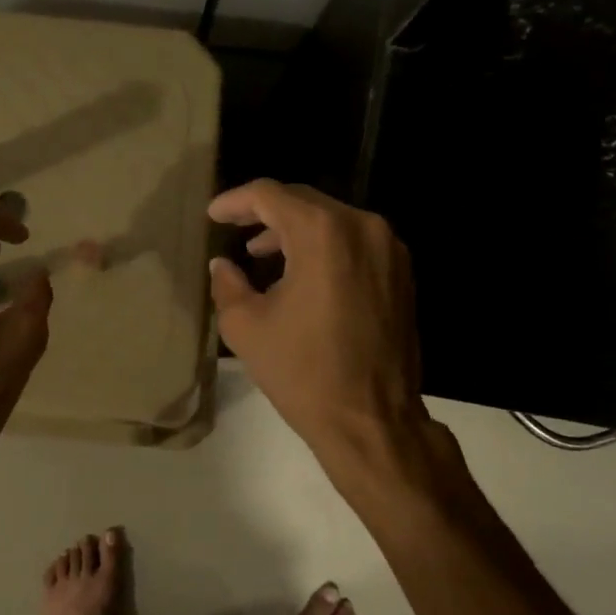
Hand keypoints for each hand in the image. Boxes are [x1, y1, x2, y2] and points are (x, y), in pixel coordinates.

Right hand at [207, 179, 427, 465]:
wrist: (372, 419)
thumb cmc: (303, 373)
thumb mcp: (247, 327)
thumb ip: (228, 284)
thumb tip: (223, 264)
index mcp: (324, 233)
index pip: (271, 195)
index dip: (235, 201)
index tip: (213, 215)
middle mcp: (363, 228)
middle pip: (305, 202)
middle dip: (265, 213)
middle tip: (234, 229)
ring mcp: (389, 249)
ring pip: (332, 221)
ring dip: (295, 231)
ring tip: (261, 255)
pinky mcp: (401, 273)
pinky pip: (354, 243)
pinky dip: (324, 248)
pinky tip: (301, 273)